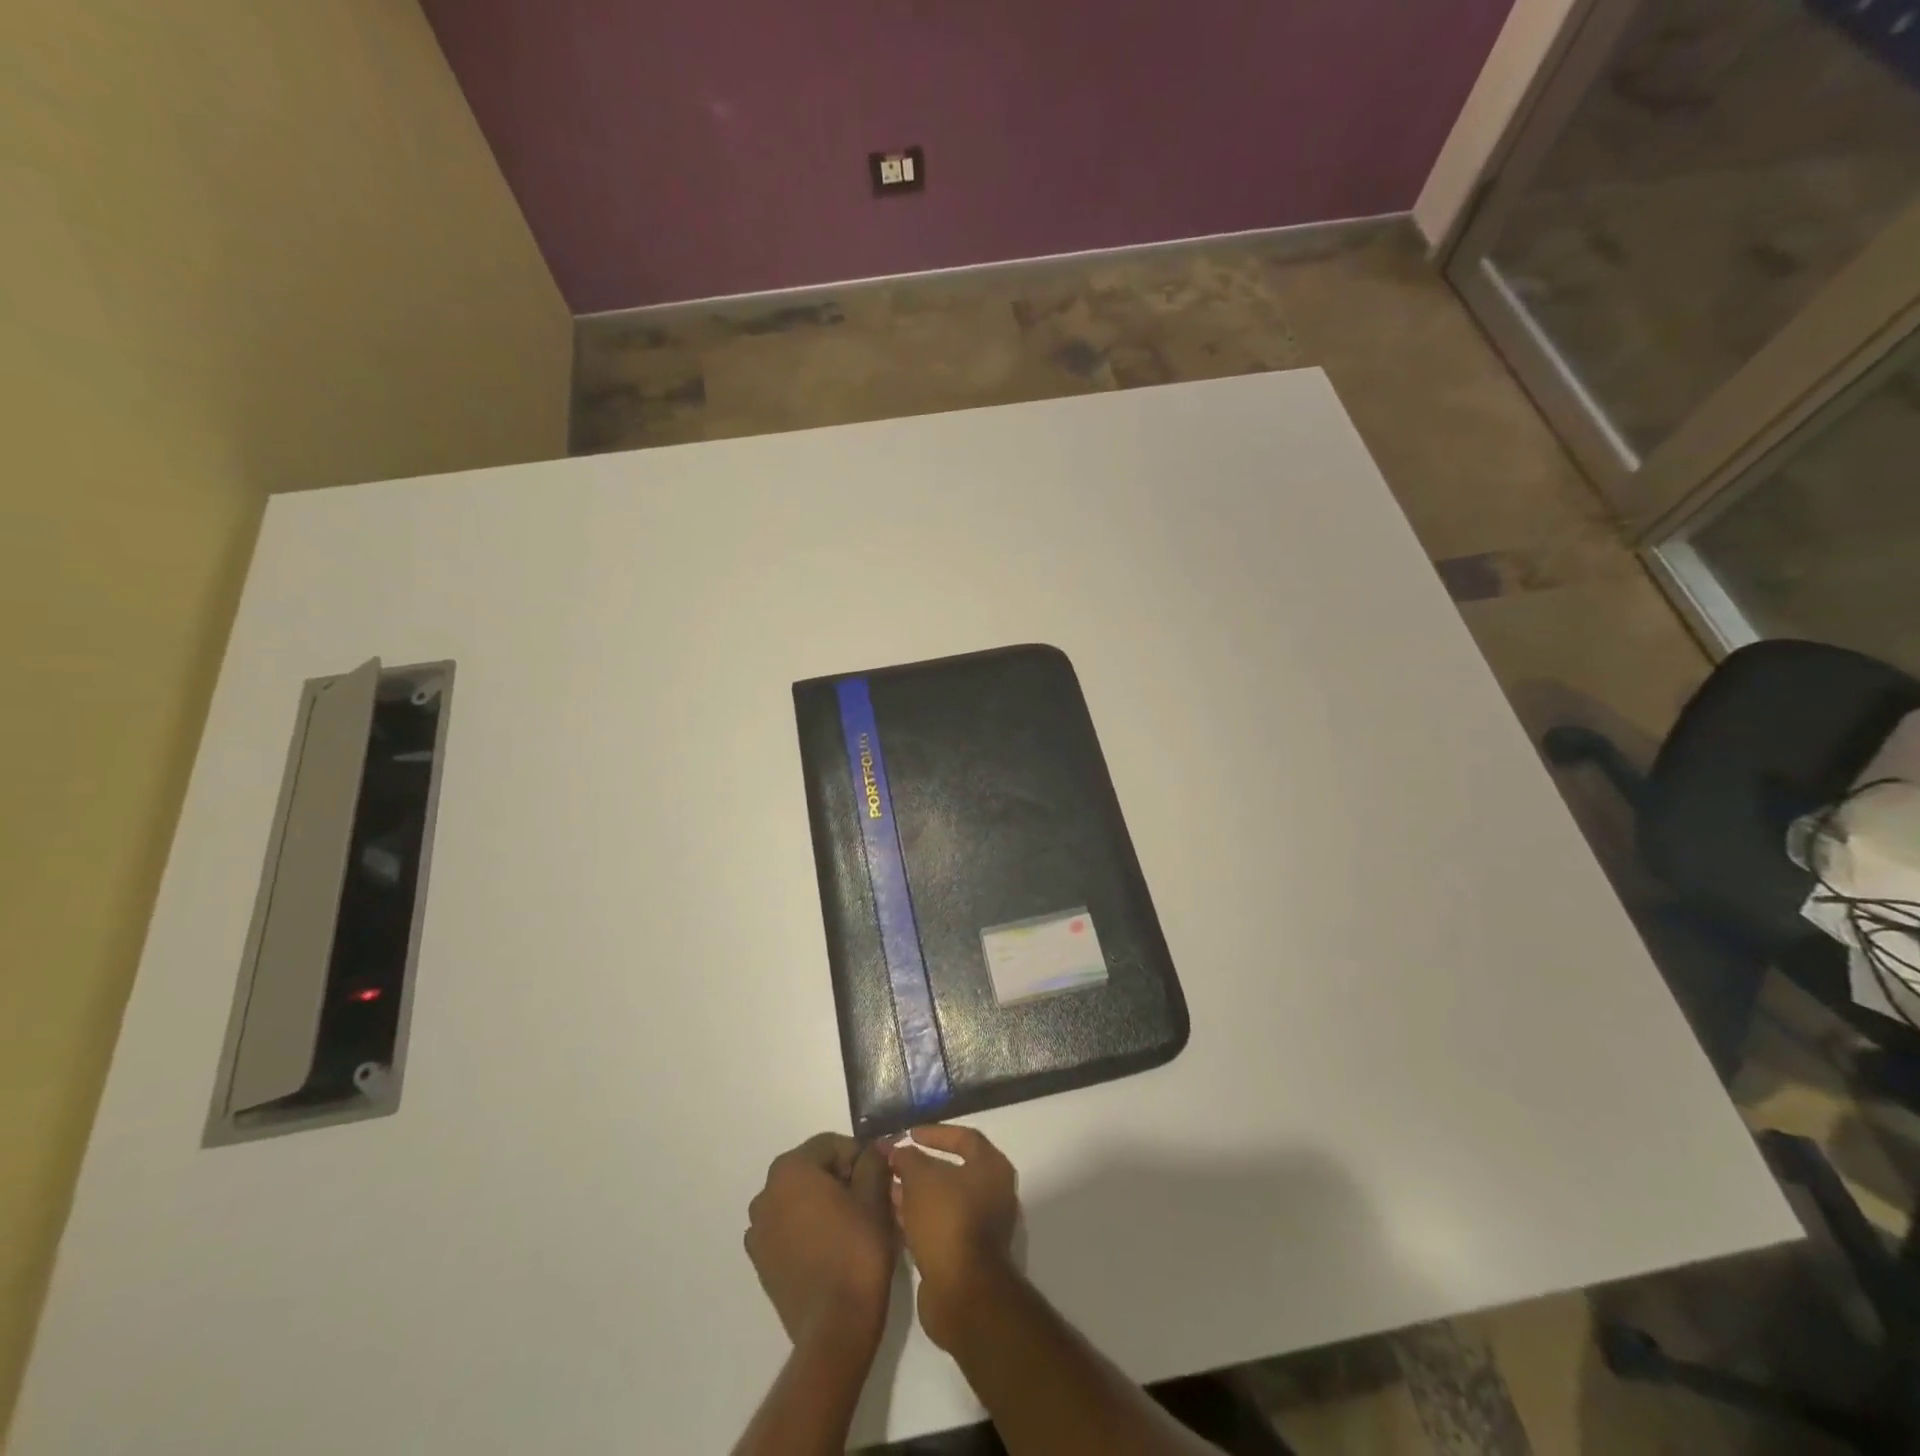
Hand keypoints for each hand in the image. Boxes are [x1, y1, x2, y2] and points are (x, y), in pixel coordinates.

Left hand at [744, 1133, 896, 1352]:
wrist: (835, 1328)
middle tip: (870, 1199)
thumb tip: (873, 1149)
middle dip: (841, 1178)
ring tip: (853, 1225)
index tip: (880, 1175)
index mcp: (789, 1170)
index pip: (830, 1145)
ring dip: (825, 1203)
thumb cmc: (857, 1251)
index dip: (859, 1156)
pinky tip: (833, 1247)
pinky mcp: (761, 1262)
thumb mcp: (875, 1196)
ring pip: (799, 1200)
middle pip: (812, 1170)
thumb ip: (872, 1162)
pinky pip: (788, 1228)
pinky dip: (809, 1228)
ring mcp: (758, 1231)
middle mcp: (765, 1194)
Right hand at [887, 1124, 1019, 1349]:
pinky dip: (919, 1218)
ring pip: (943, 1200)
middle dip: (919, 1167)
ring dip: (915, 1194)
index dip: (935, 1133)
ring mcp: (981, 1226)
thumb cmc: (947, 1221)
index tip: (908, 1135)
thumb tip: (897, 1148)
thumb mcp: (921, 1178)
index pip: (964, 1137)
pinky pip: (940, 1225)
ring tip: (886, 1189)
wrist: (963, 1293)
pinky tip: (893, 1216)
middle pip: (952, 1171)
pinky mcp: (966, 1253)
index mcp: (992, 1168)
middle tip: (893, 1164)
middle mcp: (992, 1193)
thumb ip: (907, 1157)